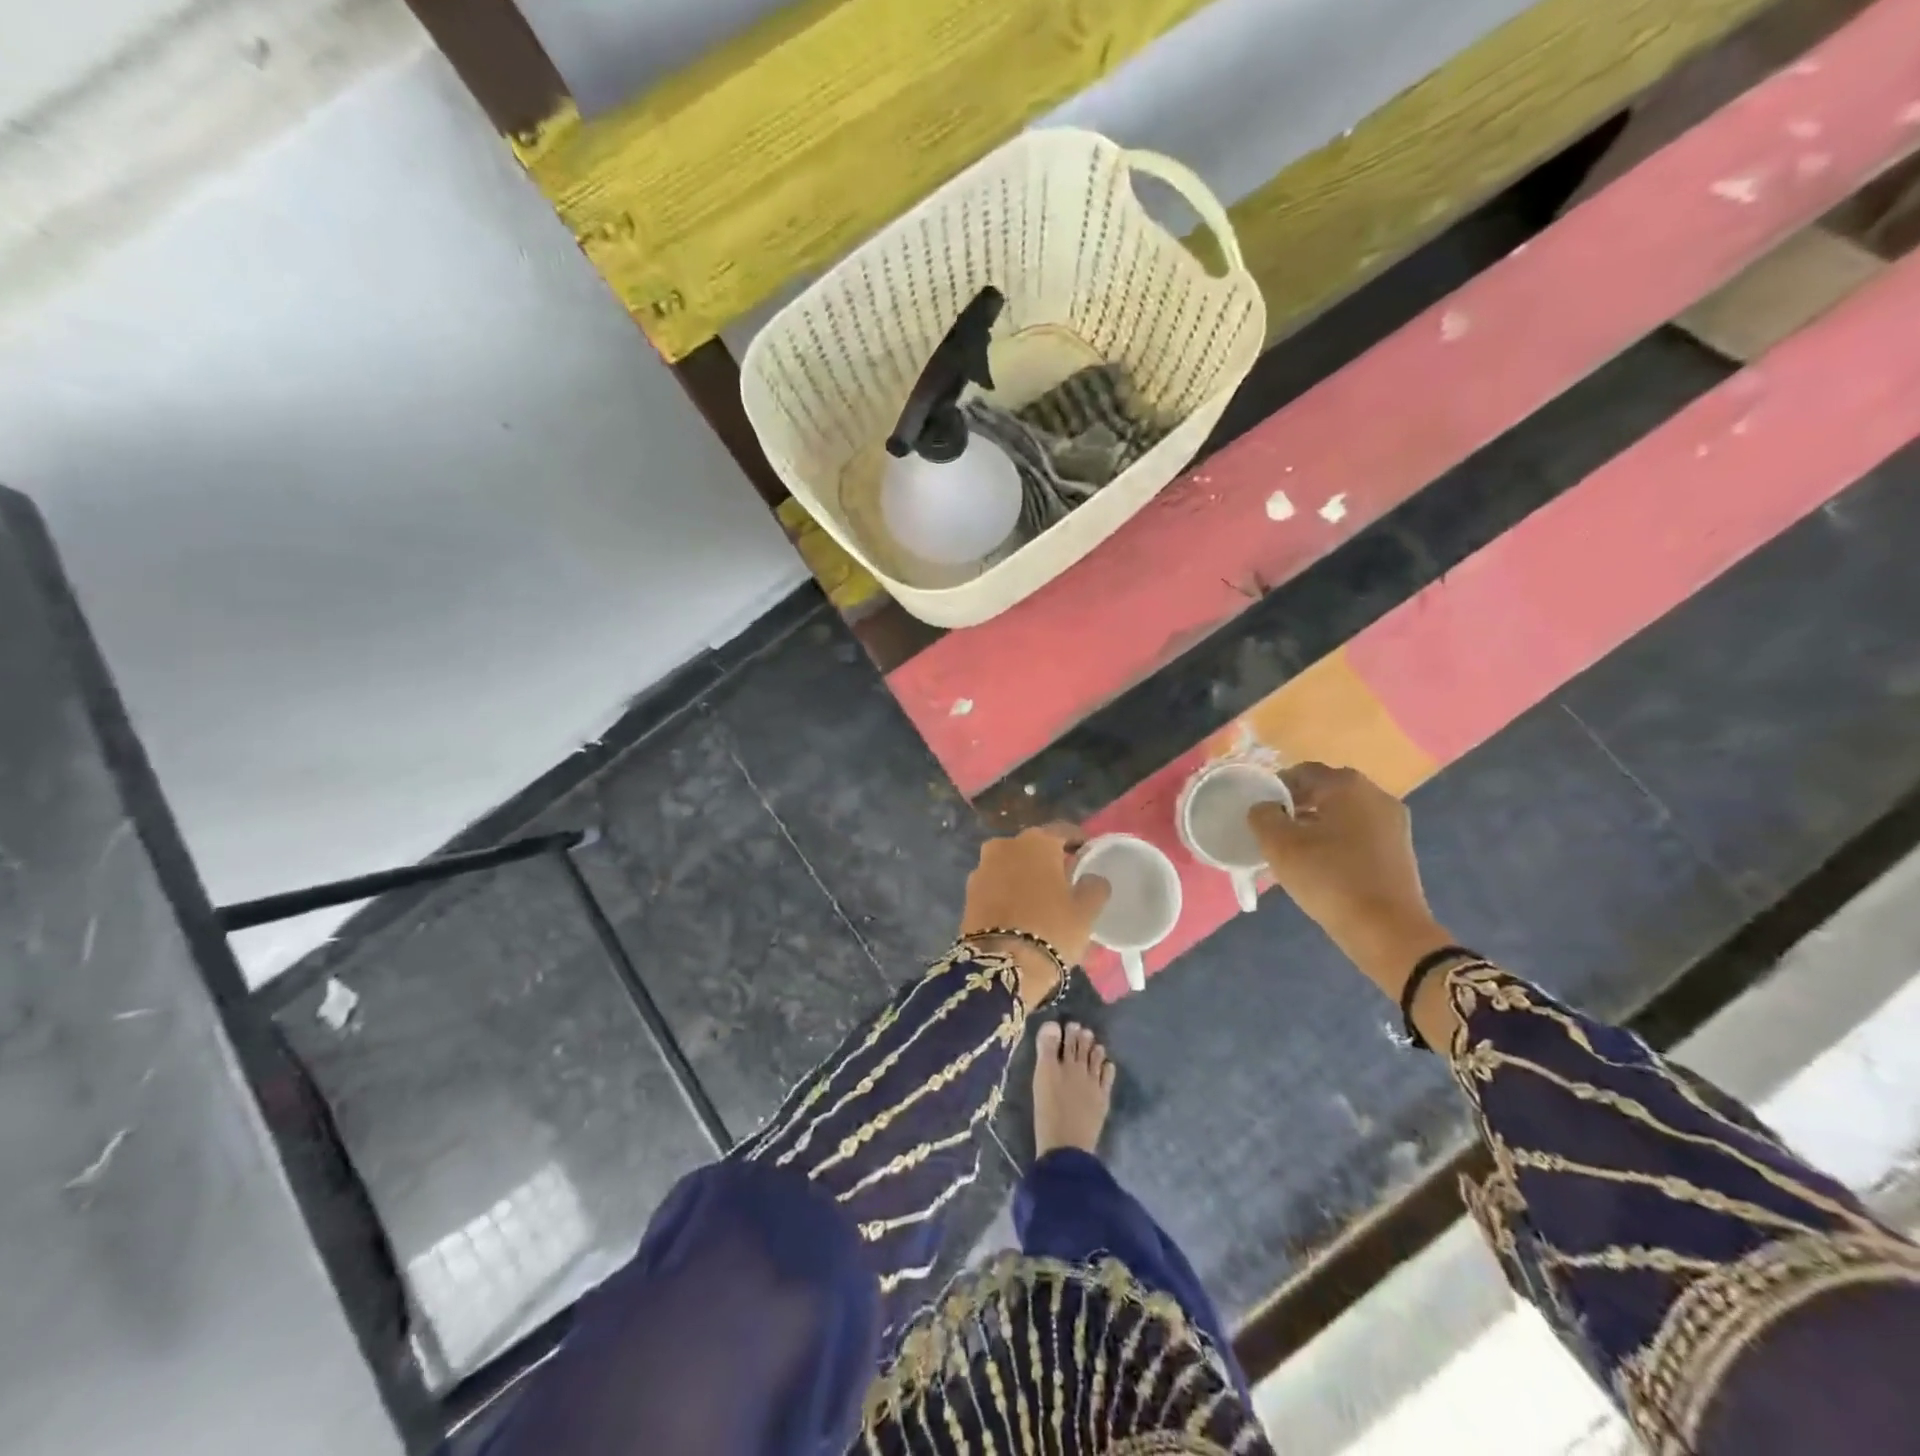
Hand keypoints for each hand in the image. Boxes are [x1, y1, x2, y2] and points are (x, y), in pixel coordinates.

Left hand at [960, 825, 1110, 1008]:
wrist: (1001, 966)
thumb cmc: (1051, 929)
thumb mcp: (1086, 911)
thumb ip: (1094, 886)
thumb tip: (1092, 879)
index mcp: (1037, 841)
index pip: (1063, 831)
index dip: (1078, 840)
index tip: (1087, 852)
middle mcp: (1005, 845)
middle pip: (1034, 847)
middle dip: (1048, 859)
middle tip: (1065, 878)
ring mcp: (982, 867)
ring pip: (1011, 864)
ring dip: (1025, 874)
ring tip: (1041, 897)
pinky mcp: (968, 892)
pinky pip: (996, 884)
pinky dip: (1008, 891)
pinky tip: (1019, 910)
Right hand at [1250, 764, 1456, 1020]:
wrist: (1387, 931)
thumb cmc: (1329, 879)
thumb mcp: (1279, 845)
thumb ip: (1263, 816)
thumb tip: (1265, 808)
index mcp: (1347, 786)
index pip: (1301, 772)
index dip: (1275, 788)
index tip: (1260, 813)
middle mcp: (1375, 795)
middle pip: (1324, 790)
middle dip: (1296, 805)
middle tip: (1274, 831)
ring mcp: (1393, 822)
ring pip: (1343, 812)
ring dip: (1316, 823)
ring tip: (1295, 850)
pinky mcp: (1399, 849)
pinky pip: (1359, 832)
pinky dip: (1337, 839)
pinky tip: (1322, 864)